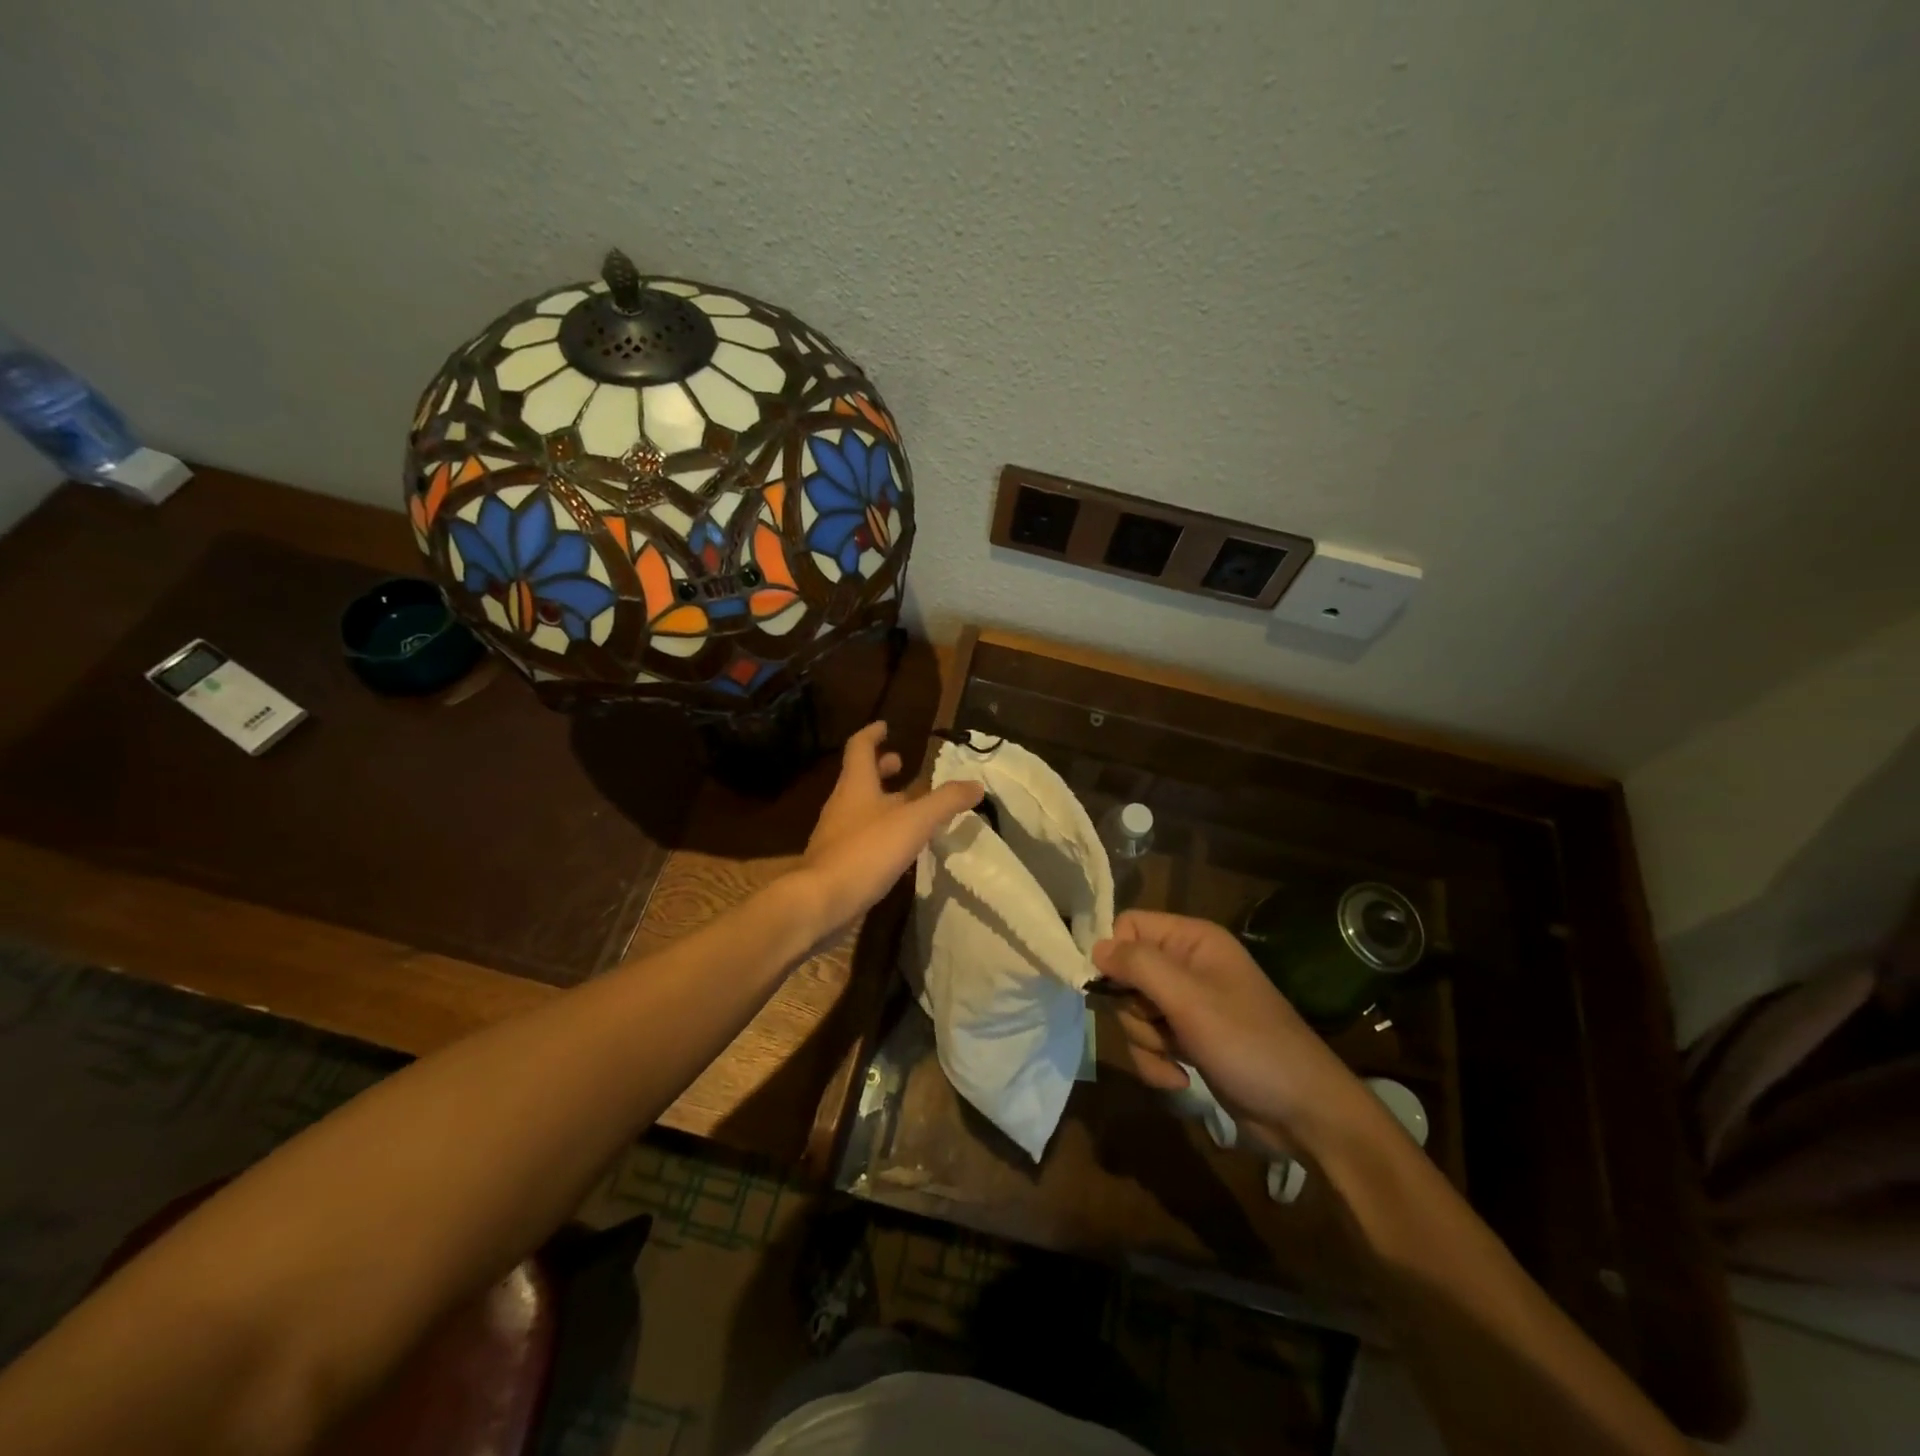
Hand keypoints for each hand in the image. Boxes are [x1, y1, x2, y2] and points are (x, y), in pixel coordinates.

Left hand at [794, 722, 983, 933]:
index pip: (860, 747)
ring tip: (908, 805)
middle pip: (860, 777)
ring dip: (882, 800)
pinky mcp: (837, 861)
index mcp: (856, 785)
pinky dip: (879, 829)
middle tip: (900, 763)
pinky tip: (896, 845)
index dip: (873, 734)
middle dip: (880, 768)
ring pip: (860, 807)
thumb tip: (975, 784)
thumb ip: (945, 802)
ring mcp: (836, 834)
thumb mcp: (914, 822)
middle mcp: (842, 804)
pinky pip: (861, 835)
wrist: (820, 901)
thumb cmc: (866, 851)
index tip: (885, 725)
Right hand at [1092, 910, 1371, 1153]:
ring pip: (1134, 1012)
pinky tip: (1180, 1078)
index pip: (1129, 926)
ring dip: (1145, 1042)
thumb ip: (1139, 966)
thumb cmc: (1248, 1043)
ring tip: (1176, 1060)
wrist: (1304, 1113)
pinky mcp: (1190, 1039)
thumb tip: (1095, 946)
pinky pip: (1150, 1041)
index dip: (1116, 955)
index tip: (1115, 988)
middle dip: (1134, 1010)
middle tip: (1159, 1027)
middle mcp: (1188, 965)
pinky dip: (1157, 1062)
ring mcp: (1189, 1005)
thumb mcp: (1189, 999)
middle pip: (1127, 973)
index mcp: (1193, 940)